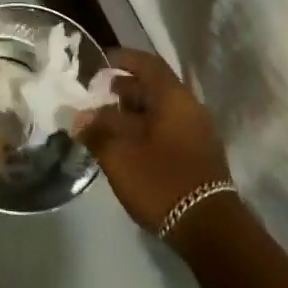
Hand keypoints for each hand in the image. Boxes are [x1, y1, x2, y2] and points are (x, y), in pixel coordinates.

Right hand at [79, 49, 230, 234]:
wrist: (208, 229)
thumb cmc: (161, 181)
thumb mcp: (119, 155)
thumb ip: (96, 130)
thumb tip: (79, 117)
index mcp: (173, 98)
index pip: (147, 64)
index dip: (122, 59)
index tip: (99, 63)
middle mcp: (189, 107)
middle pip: (153, 87)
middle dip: (122, 89)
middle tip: (95, 97)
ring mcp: (197, 132)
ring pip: (159, 110)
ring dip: (132, 112)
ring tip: (104, 124)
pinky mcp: (197, 154)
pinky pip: (167, 128)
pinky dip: (145, 129)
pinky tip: (126, 146)